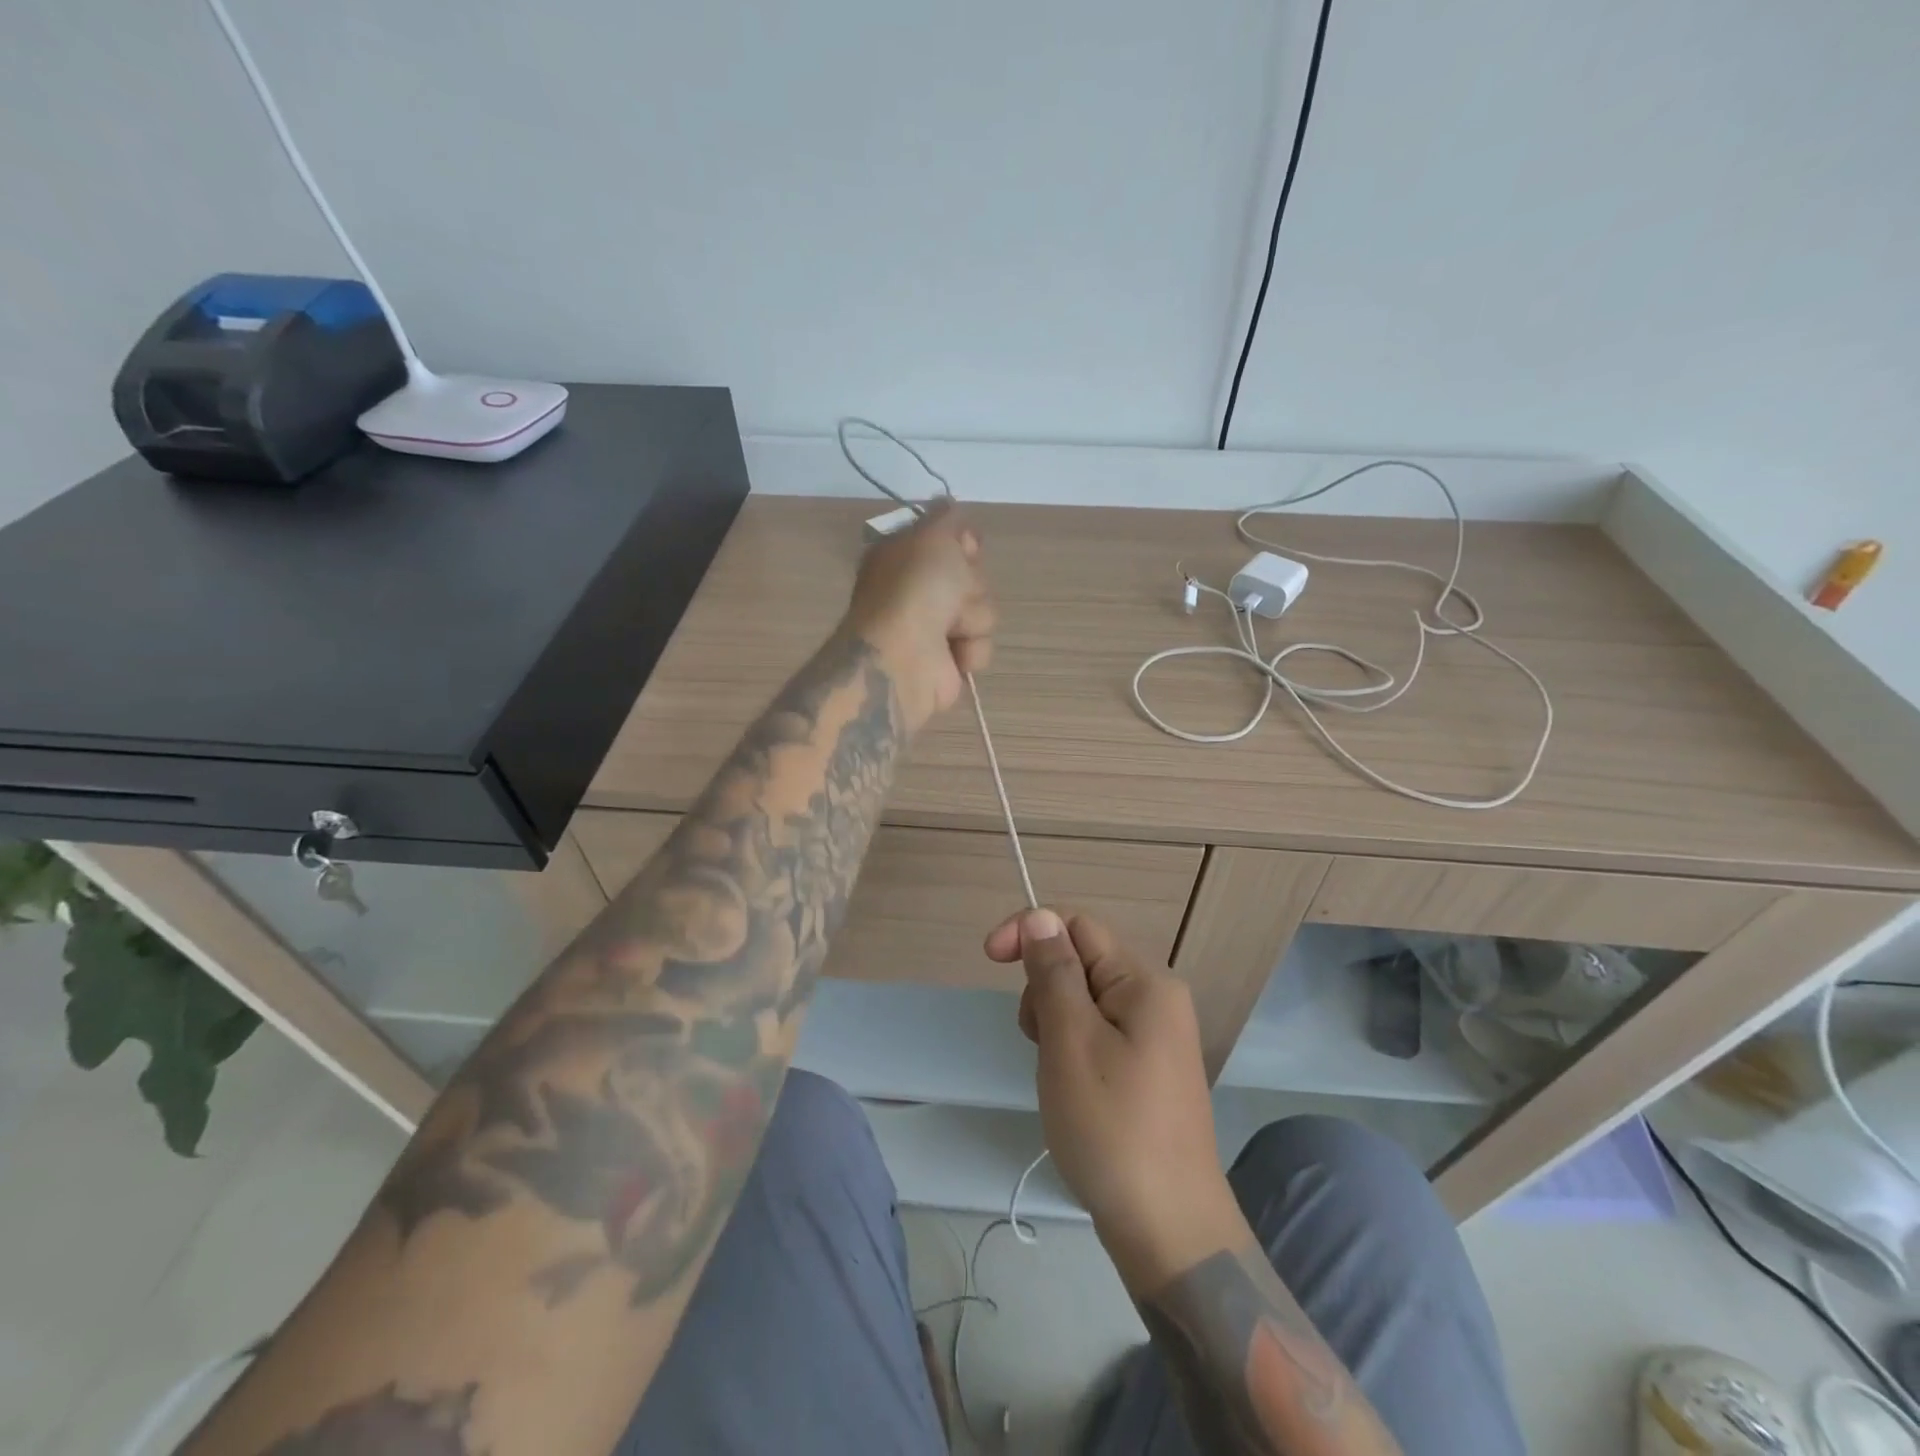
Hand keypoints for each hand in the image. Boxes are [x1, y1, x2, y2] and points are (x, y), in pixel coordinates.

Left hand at [843, 502, 995, 732]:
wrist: (905, 656)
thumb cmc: (916, 589)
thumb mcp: (932, 534)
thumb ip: (947, 516)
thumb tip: (951, 506)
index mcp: (903, 557)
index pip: (949, 540)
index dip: (963, 544)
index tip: (965, 549)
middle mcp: (916, 590)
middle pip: (972, 576)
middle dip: (971, 585)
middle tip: (953, 594)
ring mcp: (932, 628)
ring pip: (983, 611)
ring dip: (974, 619)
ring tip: (951, 630)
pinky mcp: (948, 661)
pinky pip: (981, 646)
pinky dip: (972, 649)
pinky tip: (954, 654)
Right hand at [984, 908, 1246, 1290]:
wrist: (1170, 1231)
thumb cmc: (1113, 1128)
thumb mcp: (1071, 1042)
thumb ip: (1054, 973)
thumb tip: (1039, 917)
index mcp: (1146, 982)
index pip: (1078, 926)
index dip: (1031, 932)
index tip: (988, 959)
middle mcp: (1157, 999)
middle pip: (1082, 962)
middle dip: (1044, 988)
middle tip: (1038, 1043)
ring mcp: (1156, 1037)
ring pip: (1085, 1000)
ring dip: (1054, 1022)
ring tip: (1055, 1075)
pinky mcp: (1149, 1069)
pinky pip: (1098, 1033)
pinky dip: (1072, 1048)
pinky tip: (1071, 1090)